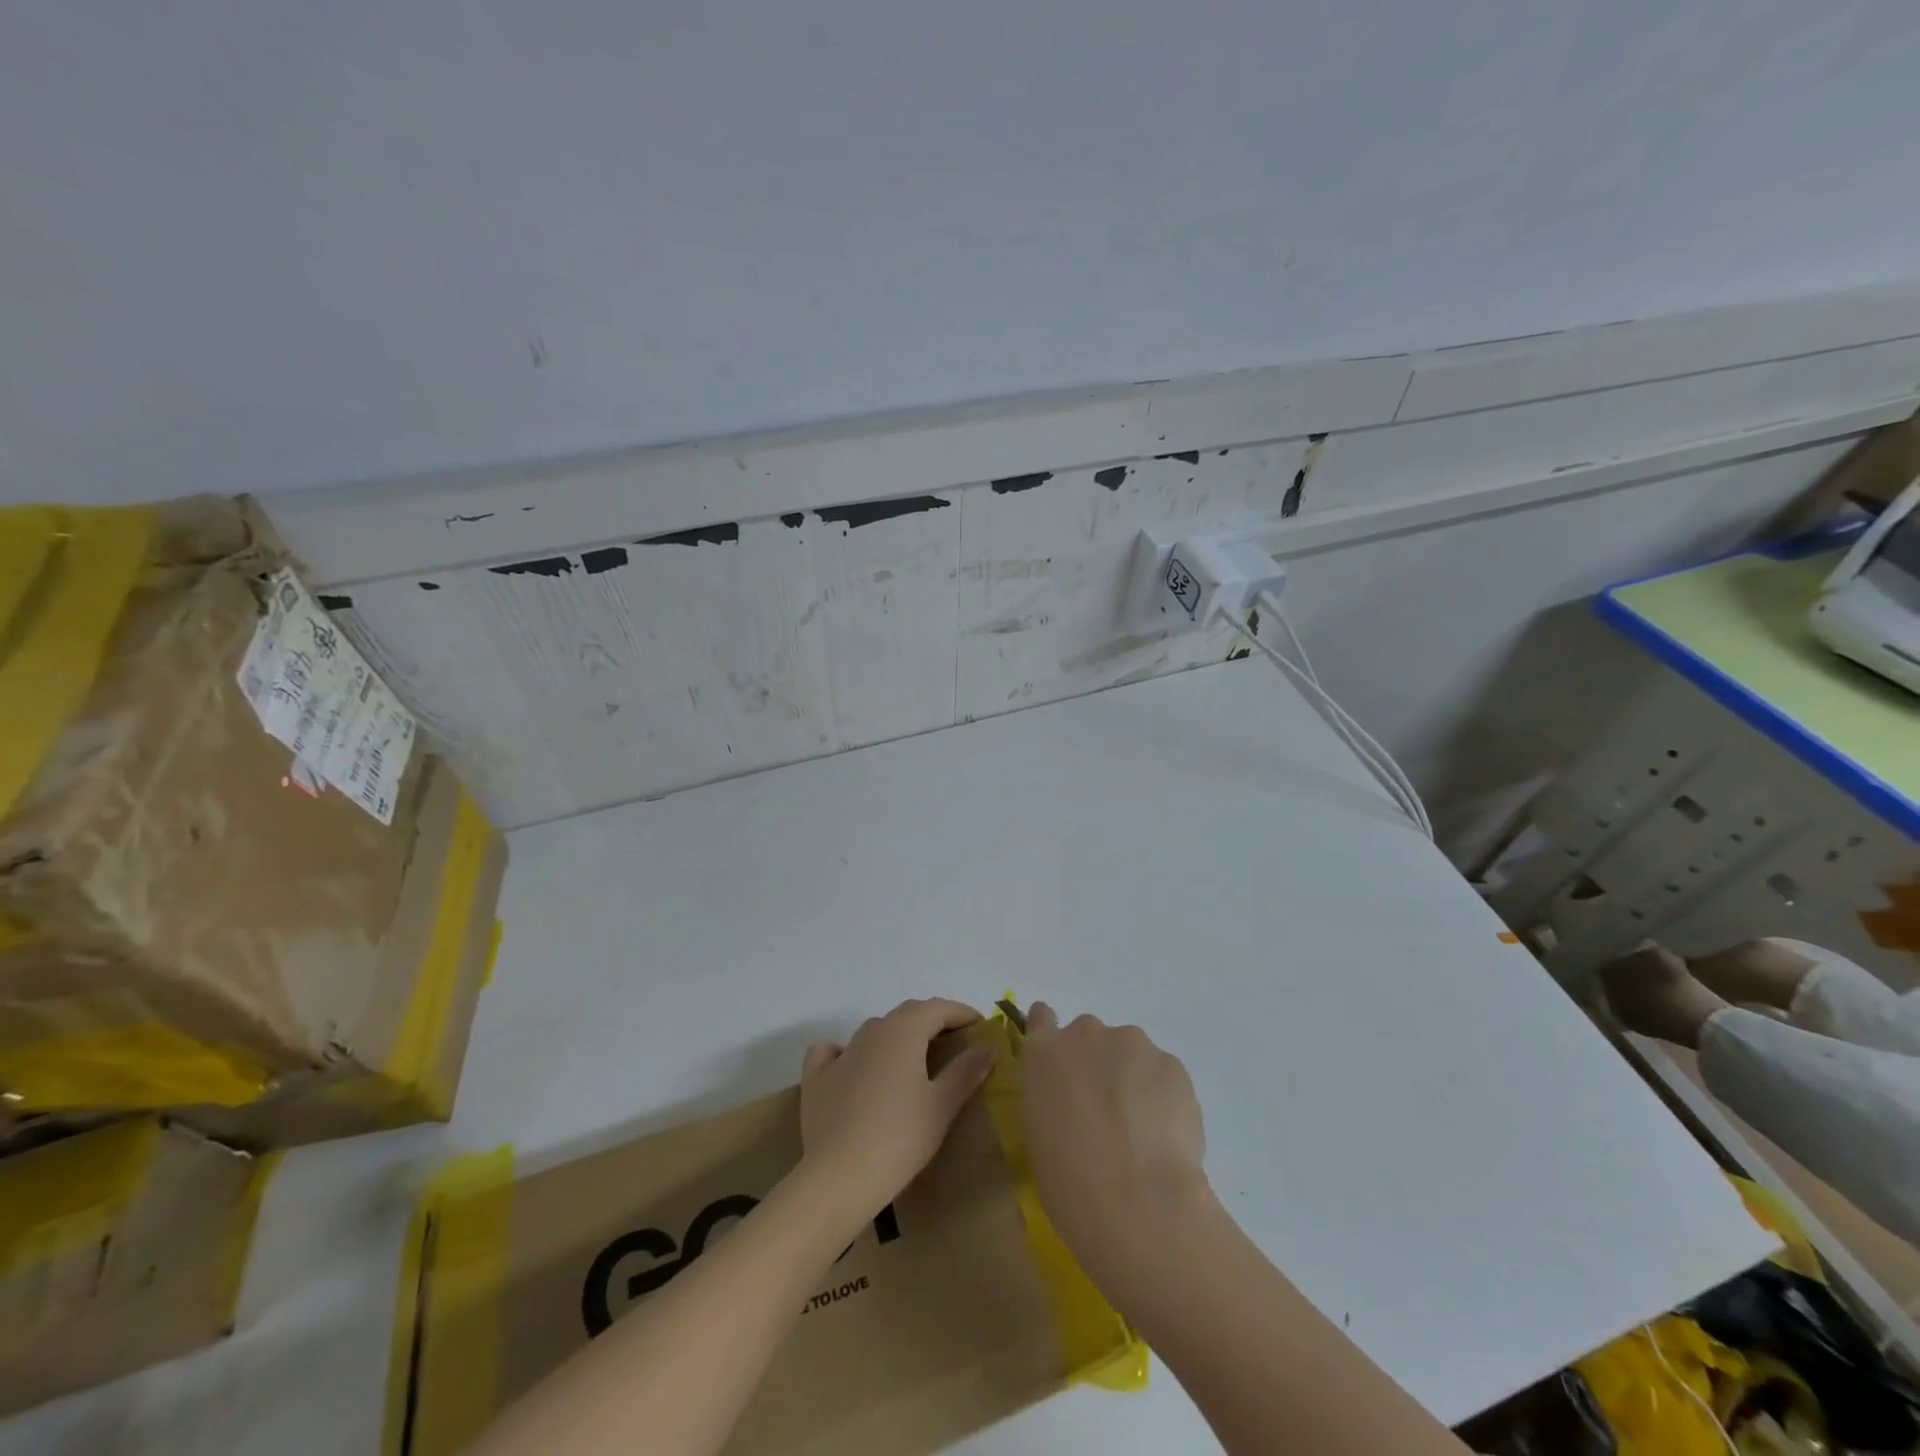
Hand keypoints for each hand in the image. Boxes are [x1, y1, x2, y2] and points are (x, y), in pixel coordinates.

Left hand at [798, 998, 994, 1223]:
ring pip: (875, 1030)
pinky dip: (849, 1052)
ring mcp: (841, 1053)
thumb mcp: (941, 1106)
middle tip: (954, 1040)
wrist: (838, 1177)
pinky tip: (854, 1067)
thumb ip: (965, 1072)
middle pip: (907, 1013)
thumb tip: (987, 1047)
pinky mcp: (816, 1077)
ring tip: (913, 1058)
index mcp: (903, 1031)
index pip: (938, 1008)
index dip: (961, 1012)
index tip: (980, 1025)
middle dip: (932, 1020)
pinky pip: (834, 1052)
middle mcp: (872, 1031)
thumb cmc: (899, 1139)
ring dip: (897, 1035)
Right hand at [1021, 1003, 1211, 1282]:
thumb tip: (1072, 1104)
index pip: (1041, 1018)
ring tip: (1141, 1130)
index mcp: (1043, 1053)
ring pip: (1131, 1053)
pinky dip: (1163, 1096)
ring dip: (1132, 1078)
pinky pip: (1163, 1074)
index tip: (1062, 1060)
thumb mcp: (1040, 1135)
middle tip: (1105, 1112)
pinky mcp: (1171, 1063)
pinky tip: (1164, 1136)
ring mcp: (1131, 1043)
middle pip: (1091, 1036)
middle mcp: (1085, 1034)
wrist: (1135, 1200)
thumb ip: (1053, 1100)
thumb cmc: (1069, 1181)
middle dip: (1097, 1064)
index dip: (1052, 1033)